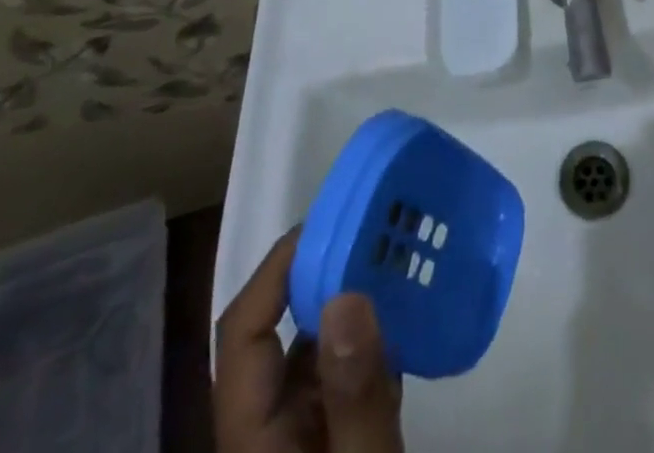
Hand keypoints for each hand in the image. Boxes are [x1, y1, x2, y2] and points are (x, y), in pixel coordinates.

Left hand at [215, 228, 404, 452]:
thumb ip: (354, 394)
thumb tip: (346, 295)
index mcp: (249, 433)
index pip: (243, 330)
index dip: (278, 268)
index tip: (333, 222)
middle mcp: (262, 425)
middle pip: (277, 328)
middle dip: (322, 272)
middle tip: (378, 225)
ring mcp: (294, 434)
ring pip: (311, 346)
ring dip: (348, 298)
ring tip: (400, 253)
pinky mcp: (325, 440)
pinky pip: (337, 370)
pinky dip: (367, 335)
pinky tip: (410, 314)